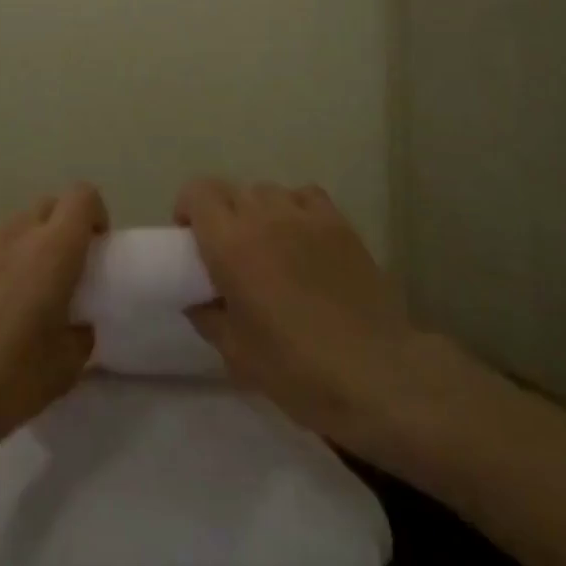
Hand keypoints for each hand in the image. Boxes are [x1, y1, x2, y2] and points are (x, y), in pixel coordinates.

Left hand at [0, 184, 106, 456]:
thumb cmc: (6, 378)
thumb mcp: (64, 369)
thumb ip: (80, 335)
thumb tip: (76, 325)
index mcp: (53, 249)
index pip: (82, 196)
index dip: (94, 215)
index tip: (95, 249)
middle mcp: (14, 232)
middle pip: (46, 207)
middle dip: (60, 230)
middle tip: (61, 275)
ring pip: (11, 229)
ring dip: (23, 249)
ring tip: (16, 298)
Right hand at [178, 178, 449, 468]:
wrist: (377, 374)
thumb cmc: (296, 368)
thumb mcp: (236, 353)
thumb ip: (208, 317)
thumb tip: (198, 301)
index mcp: (230, 244)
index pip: (198, 192)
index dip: (188, 209)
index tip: (191, 240)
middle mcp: (264, 217)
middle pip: (232, 190)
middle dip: (222, 214)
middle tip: (228, 252)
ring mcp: (306, 216)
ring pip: (268, 191)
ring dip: (258, 211)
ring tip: (268, 245)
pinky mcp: (340, 224)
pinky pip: (306, 196)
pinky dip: (295, 209)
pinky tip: (302, 238)